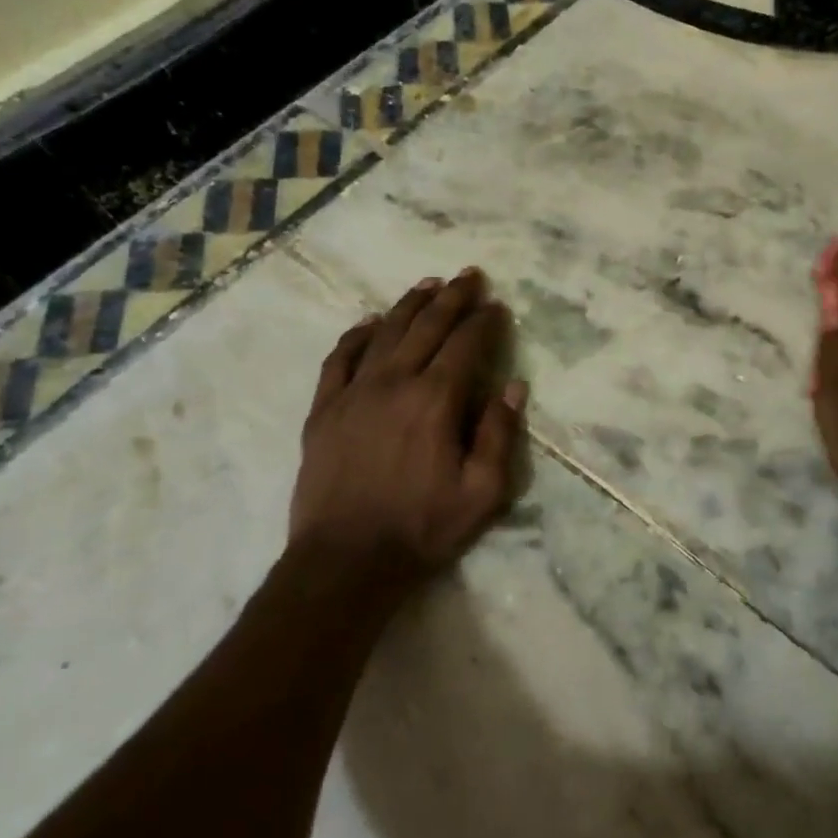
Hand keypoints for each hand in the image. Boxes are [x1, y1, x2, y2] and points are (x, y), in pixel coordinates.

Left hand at [287, 268, 526, 597]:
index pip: (466, 345)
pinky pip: (339, 358)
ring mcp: (353, 393)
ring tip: (428, 284)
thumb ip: (499, 434)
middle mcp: (394, 383)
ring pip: (385, 333)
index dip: (485, 322)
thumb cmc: (422, 529)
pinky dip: (357, 335)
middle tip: (469, 276)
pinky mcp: (323, 410)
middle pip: (427, 327)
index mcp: (435, 400)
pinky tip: (369, 322)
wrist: (345, 562)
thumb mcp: (483, 493)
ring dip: (410, 305)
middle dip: (453, 298)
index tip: (498, 306)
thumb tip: (514, 386)